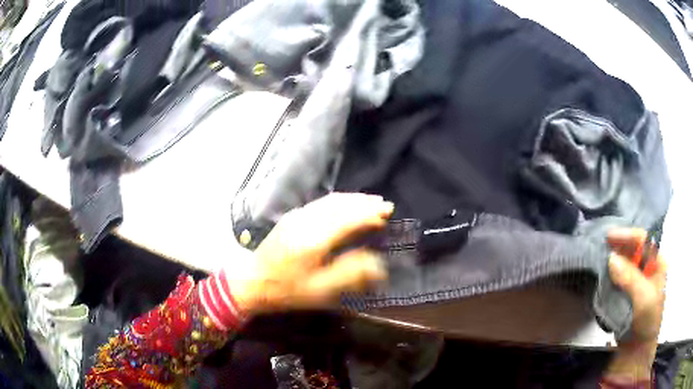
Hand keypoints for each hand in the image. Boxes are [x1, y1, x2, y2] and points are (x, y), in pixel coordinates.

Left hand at [230, 193, 392, 314]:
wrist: (251, 281)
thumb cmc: (286, 290)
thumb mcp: (320, 291)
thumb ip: (350, 275)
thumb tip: (378, 264)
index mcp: (313, 240)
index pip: (347, 218)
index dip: (369, 214)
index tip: (387, 213)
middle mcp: (305, 221)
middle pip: (340, 204)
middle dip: (364, 203)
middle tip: (385, 205)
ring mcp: (296, 216)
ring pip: (330, 201)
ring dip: (352, 199)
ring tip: (371, 202)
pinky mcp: (291, 217)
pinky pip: (320, 203)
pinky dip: (339, 201)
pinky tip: (346, 205)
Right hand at [604, 228, 667, 381]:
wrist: (637, 351)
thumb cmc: (647, 321)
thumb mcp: (643, 298)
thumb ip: (630, 278)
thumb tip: (611, 258)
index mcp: (657, 263)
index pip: (644, 241)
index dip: (628, 235)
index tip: (609, 236)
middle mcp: (647, 268)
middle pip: (633, 249)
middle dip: (618, 245)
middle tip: (600, 245)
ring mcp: (637, 282)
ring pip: (624, 263)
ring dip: (612, 260)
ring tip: (598, 257)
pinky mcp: (626, 294)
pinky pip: (618, 278)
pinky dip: (609, 275)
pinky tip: (601, 274)